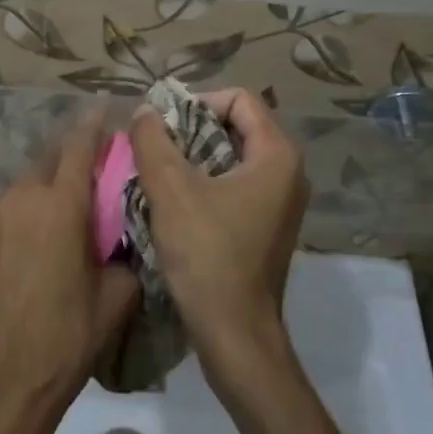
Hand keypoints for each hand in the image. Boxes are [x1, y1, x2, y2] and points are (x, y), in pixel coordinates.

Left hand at [0, 111, 141, 429]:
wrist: (2, 378)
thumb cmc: (68, 336)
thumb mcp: (117, 296)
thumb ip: (124, 252)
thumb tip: (123, 237)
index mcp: (63, 204)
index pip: (80, 145)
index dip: (93, 122)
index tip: (103, 105)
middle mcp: (22, 196)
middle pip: (47, 161)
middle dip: (67, 160)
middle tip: (84, 180)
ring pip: (22, 189)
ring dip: (40, 196)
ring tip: (51, 228)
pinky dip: (16, 221)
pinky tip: (21, 253)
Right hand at [127, 88, 308, 378]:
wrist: (235, 334)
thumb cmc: (207, 255)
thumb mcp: (171, 190)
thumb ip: (153, 141)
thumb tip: (144, 112)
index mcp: (278, 155)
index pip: (239, 99)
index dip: (198, 102)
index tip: (164, 126)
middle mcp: (288, 171)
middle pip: (237, 125)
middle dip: (192, 130)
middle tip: (156, 148)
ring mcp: (281, 201)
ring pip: (233, 156)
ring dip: (194, 157)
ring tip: (159, 173)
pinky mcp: (268, 224)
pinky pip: (236, 183)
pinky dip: (206, 182)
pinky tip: (175, 202)